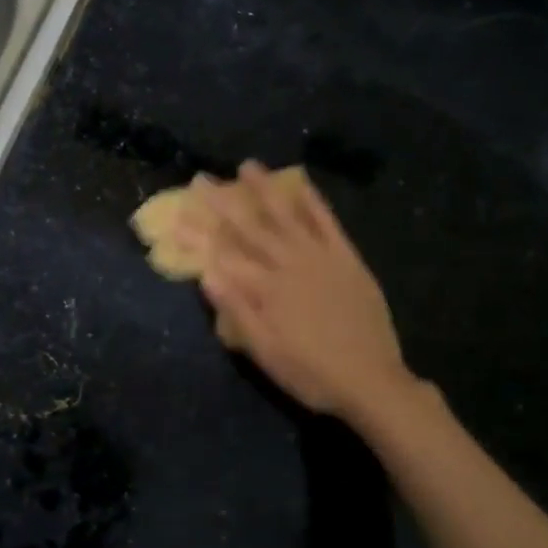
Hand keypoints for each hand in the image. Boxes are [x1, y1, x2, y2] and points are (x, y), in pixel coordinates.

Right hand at [188, 162, 413, 422]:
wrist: (372, 381)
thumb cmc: (310, 374)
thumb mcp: (264, 352)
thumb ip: (236, 310)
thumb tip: (206, 273)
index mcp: (266, 289)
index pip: (222, 255)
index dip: (197, 236)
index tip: (175, 216)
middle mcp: (289, 264)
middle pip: (249, 228)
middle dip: (222, 203)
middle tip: (201, 179)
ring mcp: (320, 257)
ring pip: (286, 215)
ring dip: (265, 190)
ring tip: (247, 166)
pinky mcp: (346, 258)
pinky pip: (327, 222)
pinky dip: (312, 200)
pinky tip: (300, 182)